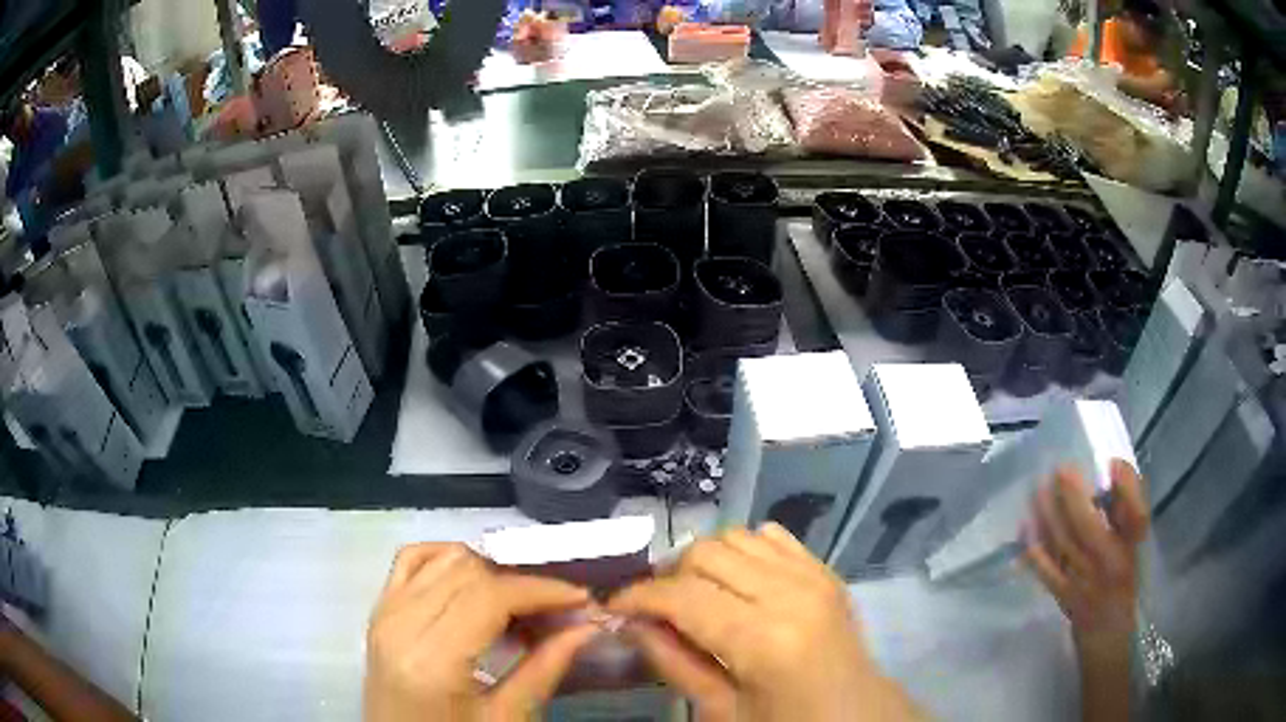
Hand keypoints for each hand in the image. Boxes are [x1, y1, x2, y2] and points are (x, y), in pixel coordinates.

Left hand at [364, 543, 597, 721]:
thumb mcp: (506, 718)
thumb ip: (545, 669)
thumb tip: (588, 626)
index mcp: (432, 659)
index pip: (491, 595)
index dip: (542, 591)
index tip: (582, 599)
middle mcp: (401, 623)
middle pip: (470, 571)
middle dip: (522, 583)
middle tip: (556, 611)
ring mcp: (385, 612)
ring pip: (445, 558)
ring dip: (490, 572)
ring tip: (518, 606)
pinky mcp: (379, 610)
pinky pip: (412, 559)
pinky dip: (448, 559)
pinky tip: (473, 583)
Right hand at [609, 523, 922, 720]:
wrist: (856, 715)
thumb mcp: (721, 711)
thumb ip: (673, 663)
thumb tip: (631, 622)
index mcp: (763, 639)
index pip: (681, 595)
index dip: (637, 596)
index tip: (613, 607)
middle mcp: (789, 593)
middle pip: (705, 552)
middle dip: (668, 576)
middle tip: (655, 608)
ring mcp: (813, 575)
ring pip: (735, 536)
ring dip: (703, 561)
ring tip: (694, 595)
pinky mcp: (824, 571)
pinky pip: (771, 537)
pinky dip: (742, 551)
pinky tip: (736, 583)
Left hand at [1024, 460, 1148, 646]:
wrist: (1107, 630)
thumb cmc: (1123, 577)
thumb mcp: (1133, 541)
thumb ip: (1127, 505)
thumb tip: (1113, 467)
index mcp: (1128, 548)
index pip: (1132, 516)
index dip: (1123, 489)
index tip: (1109, 464)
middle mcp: (1106, 564)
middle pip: (1085, 527)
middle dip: (1070, 495)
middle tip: (1057, 469)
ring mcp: (1081, 581)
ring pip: (1062, 543)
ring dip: (1048, 514)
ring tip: (1037, 488)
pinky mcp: (1061, 594)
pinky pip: (1045, 569)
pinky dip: (1034, 547)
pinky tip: (1024, 526)